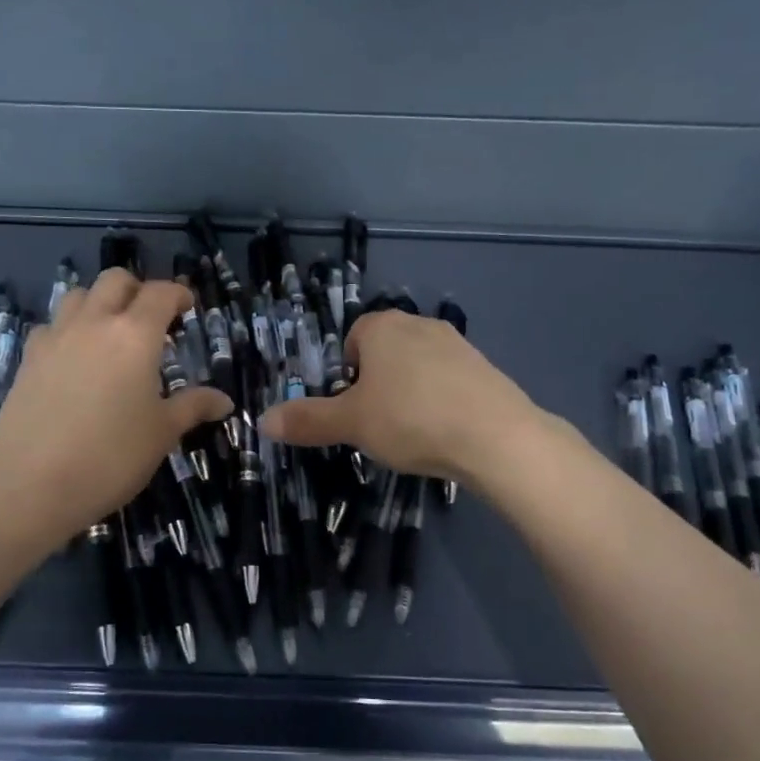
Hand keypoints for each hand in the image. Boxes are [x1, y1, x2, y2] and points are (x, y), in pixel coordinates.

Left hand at [0, 269, 231, 548]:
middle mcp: (94, 323)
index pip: (161, 293)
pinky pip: (50, 326)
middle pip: (115, 281)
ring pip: (77, 295)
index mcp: (135, 335)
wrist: (30, 485)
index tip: (188, 307)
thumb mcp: (162, 434)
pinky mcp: (27, 359)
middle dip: (137, 289)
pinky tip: (73, 359)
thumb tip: (224, 401)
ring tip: (110, 332)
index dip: (179, 294)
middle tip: (151, 317)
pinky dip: (67, 329)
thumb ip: (193, 407)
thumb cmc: (110, 457)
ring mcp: (55, 338)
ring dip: (98, 302)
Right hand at [258, 309, 539, 486]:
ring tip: (412, 431)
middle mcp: (419, 323)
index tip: (352, 409)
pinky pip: (448, 380)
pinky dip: (440, 400)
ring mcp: (457, 343)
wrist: (496, 436)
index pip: (352, 340)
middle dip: (376, 384)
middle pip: (384, 352)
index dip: (346, 375)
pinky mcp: (484, 367)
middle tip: (377, 423)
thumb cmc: (411, 419)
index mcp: (382, 326)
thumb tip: (263, 420)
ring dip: (409, 392)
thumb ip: (307, 420)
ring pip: (417, 366)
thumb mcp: (351, 424)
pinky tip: (444, 430)